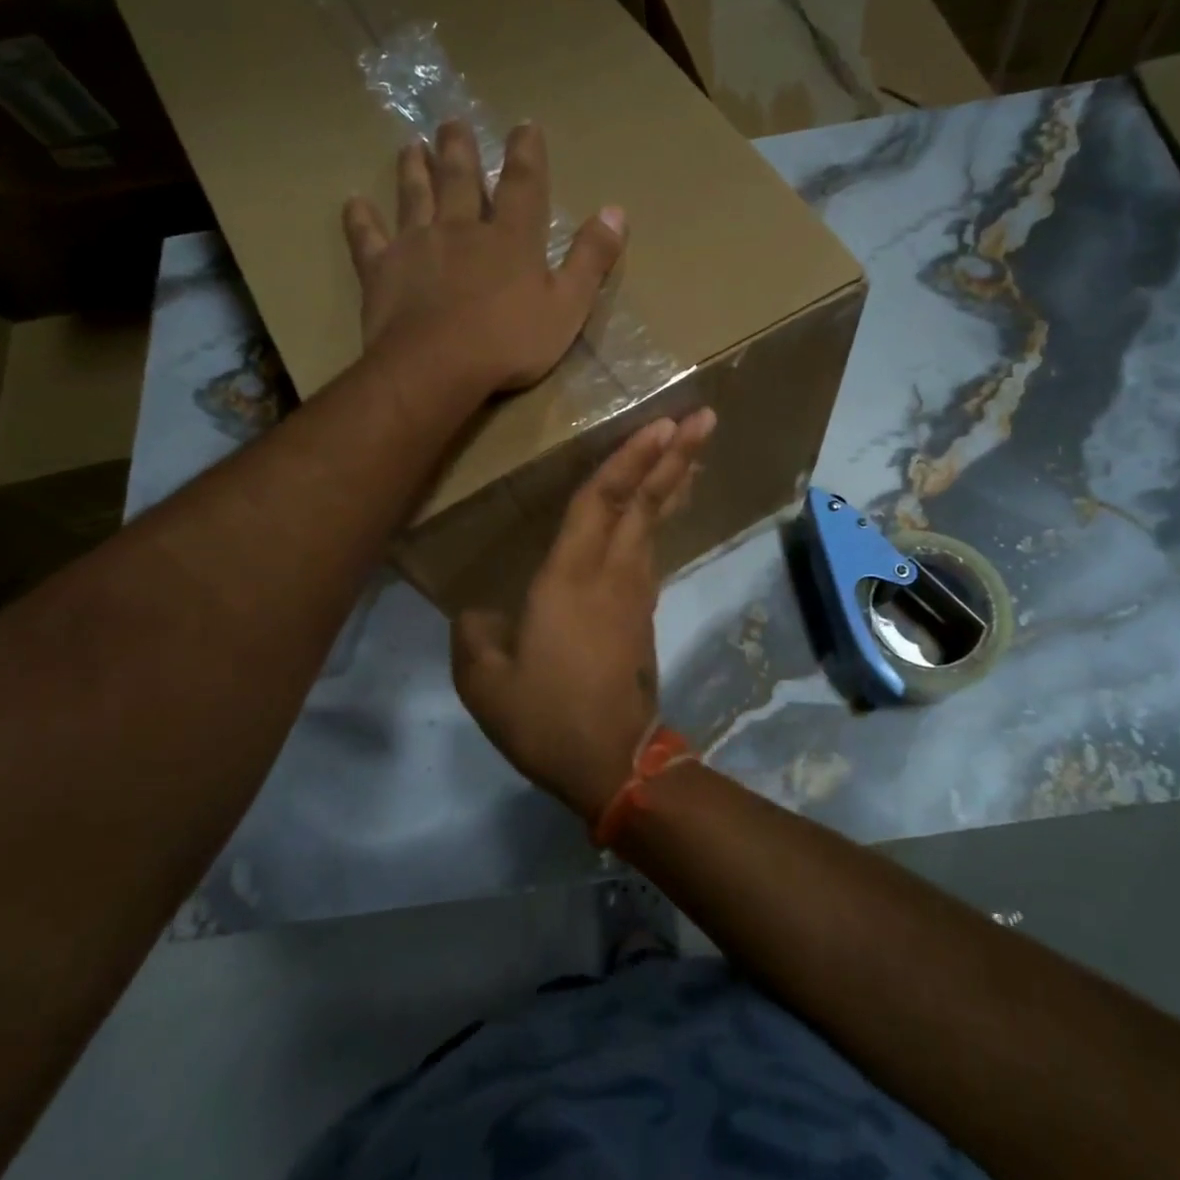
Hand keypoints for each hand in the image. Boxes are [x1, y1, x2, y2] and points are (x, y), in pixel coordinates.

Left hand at [342, 121, 624, 392]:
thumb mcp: (568, 307)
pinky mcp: (381, 269)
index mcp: (510, 239)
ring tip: (410, 145)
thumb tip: (617, 211)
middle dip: (459, 149)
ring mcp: (416, 245)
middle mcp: (461, 229)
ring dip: (413, 169)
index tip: (525, 126)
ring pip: (414, 197)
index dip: (526, 154)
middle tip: (451, 122)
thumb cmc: (510, 343)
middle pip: (459, 180)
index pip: (523, 185)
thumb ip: (591, 259)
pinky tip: (354, 203)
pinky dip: (361, 219)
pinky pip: (367, 238)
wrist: (438, 367)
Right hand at [452, 408, 716, 822]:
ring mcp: (635, 593)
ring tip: (692, 448)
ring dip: (675, 481)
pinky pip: (653, 549)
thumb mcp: (484, 681)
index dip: (629, 459)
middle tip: (705, 417)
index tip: (663, 423)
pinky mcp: (643, 614)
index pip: (601, 502)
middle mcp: (612, 574)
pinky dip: (662, 517)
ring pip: (656, 523)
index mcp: (570, 579)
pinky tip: (661, 508)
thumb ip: (474, 634)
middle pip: (646, 502)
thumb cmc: (545, 717)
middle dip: (676, 456)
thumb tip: (478, 613)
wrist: (610, 763)